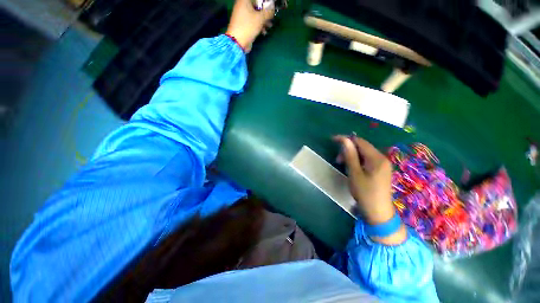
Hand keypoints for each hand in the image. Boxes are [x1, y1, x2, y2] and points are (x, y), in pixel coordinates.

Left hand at [226, 0, 274, 51]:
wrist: (237, 42)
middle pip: (257, 6)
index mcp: (245, 0)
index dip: (266, 4)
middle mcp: (242, 5)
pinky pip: (253, 22)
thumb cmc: (248, 27)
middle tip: (271, 18)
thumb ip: (268, 12)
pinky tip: (263, 31)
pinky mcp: (243, 24)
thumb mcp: (260, 18)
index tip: (272, 9)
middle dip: (266, 13)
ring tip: (269, 26)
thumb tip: (273, 7)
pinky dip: (258, 25)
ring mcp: (242, 15)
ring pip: (256, 15)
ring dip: (264, 20)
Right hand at [334, 135, 405, 243]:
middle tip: (337, 160)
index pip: (360, 141)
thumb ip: (350, 155)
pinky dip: (357, 161)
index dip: (346, 139)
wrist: (378, 213)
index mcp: (377, 158)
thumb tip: (344, 140)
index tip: (333, 140)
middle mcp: (382, 158)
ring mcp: (383, 165)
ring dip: (352, 156)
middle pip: (363, 147)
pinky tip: (352, 168)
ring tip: (343, 164)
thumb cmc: (365, 193)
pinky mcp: (380, 170)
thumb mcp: (354, 173)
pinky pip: (367, 160)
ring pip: (364, 154)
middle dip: (348, 149)